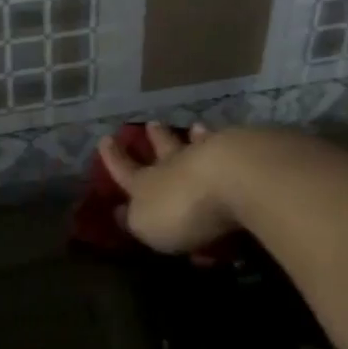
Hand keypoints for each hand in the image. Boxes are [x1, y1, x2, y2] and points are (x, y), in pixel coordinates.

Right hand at [97, 122, 238, 259]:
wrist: (233, 177)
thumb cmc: (183, 209)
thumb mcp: (147, 224)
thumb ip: (136, 219)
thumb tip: (121, 212)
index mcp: (147, 183)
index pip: (125, 170)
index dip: (114, 158)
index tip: (105, 138)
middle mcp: (176, 163)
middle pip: (164, 148)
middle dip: (156, 138)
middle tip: (152, 123)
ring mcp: (211, 155)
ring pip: (198, 143)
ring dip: (194, 136)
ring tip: (194, 127)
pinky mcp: (242, 154)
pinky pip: (229, 148)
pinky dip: (227, 143)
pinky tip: (234, 138)